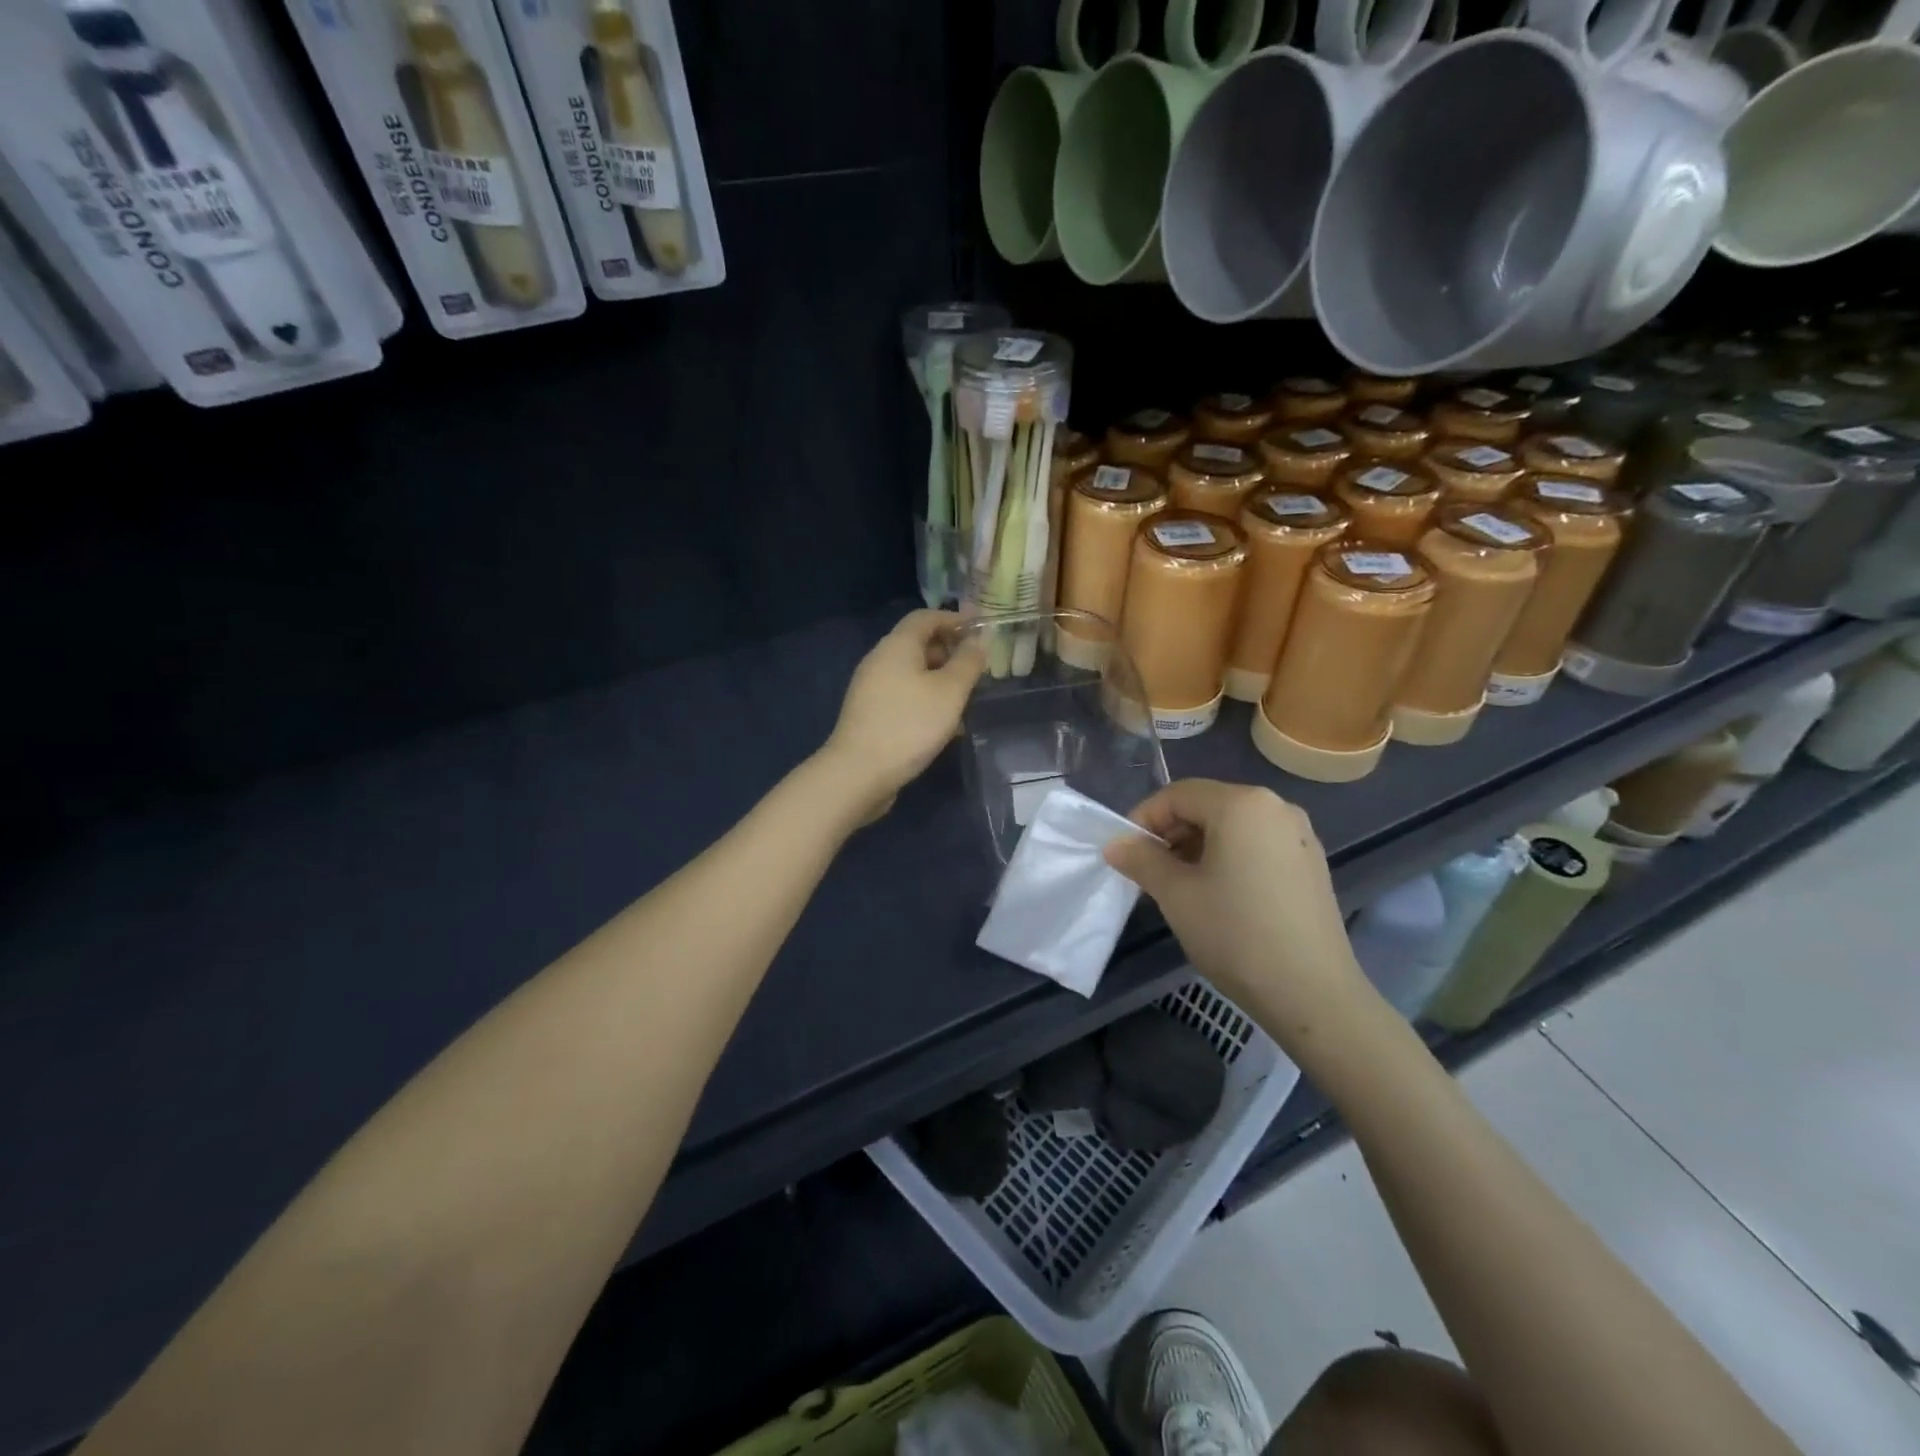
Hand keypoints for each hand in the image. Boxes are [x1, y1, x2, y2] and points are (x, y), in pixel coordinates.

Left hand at [819, 610, 983, 821]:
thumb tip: (979, 640)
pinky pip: (904, 697)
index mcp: (897, 645)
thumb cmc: (910, 724)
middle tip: (977, 671)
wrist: (859, 772)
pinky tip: (944, 727)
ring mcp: (871, 688)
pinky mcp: (870, 714)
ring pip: (912, 674)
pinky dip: (926, 702)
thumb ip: (968, 662)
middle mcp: (880, 660)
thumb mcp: (950, 691)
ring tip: (966, 702)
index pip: (926, 617)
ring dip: (940, 682)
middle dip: (950, 653)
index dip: (954, 620)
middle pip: (918, 644)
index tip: (980, 633)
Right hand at [1105, 780, 1372, 1041]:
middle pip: (1207, 805)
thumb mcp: (1176, 895)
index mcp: (1242, 804)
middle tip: (1149, 871)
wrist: (1313, 994)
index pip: (1178, 794)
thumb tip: (1116, 844)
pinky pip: (1257, 845)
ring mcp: (1300, 836)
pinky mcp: (1311, 864)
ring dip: (1198, 847)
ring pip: (1232, 826)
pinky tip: (1218, 895)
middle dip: (1171, 833)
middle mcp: (1276, 807)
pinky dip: (1228, 858)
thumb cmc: (1236, 934)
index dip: (1144, 819)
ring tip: (1179, 886)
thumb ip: (1141, 860)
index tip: (1126, 854)